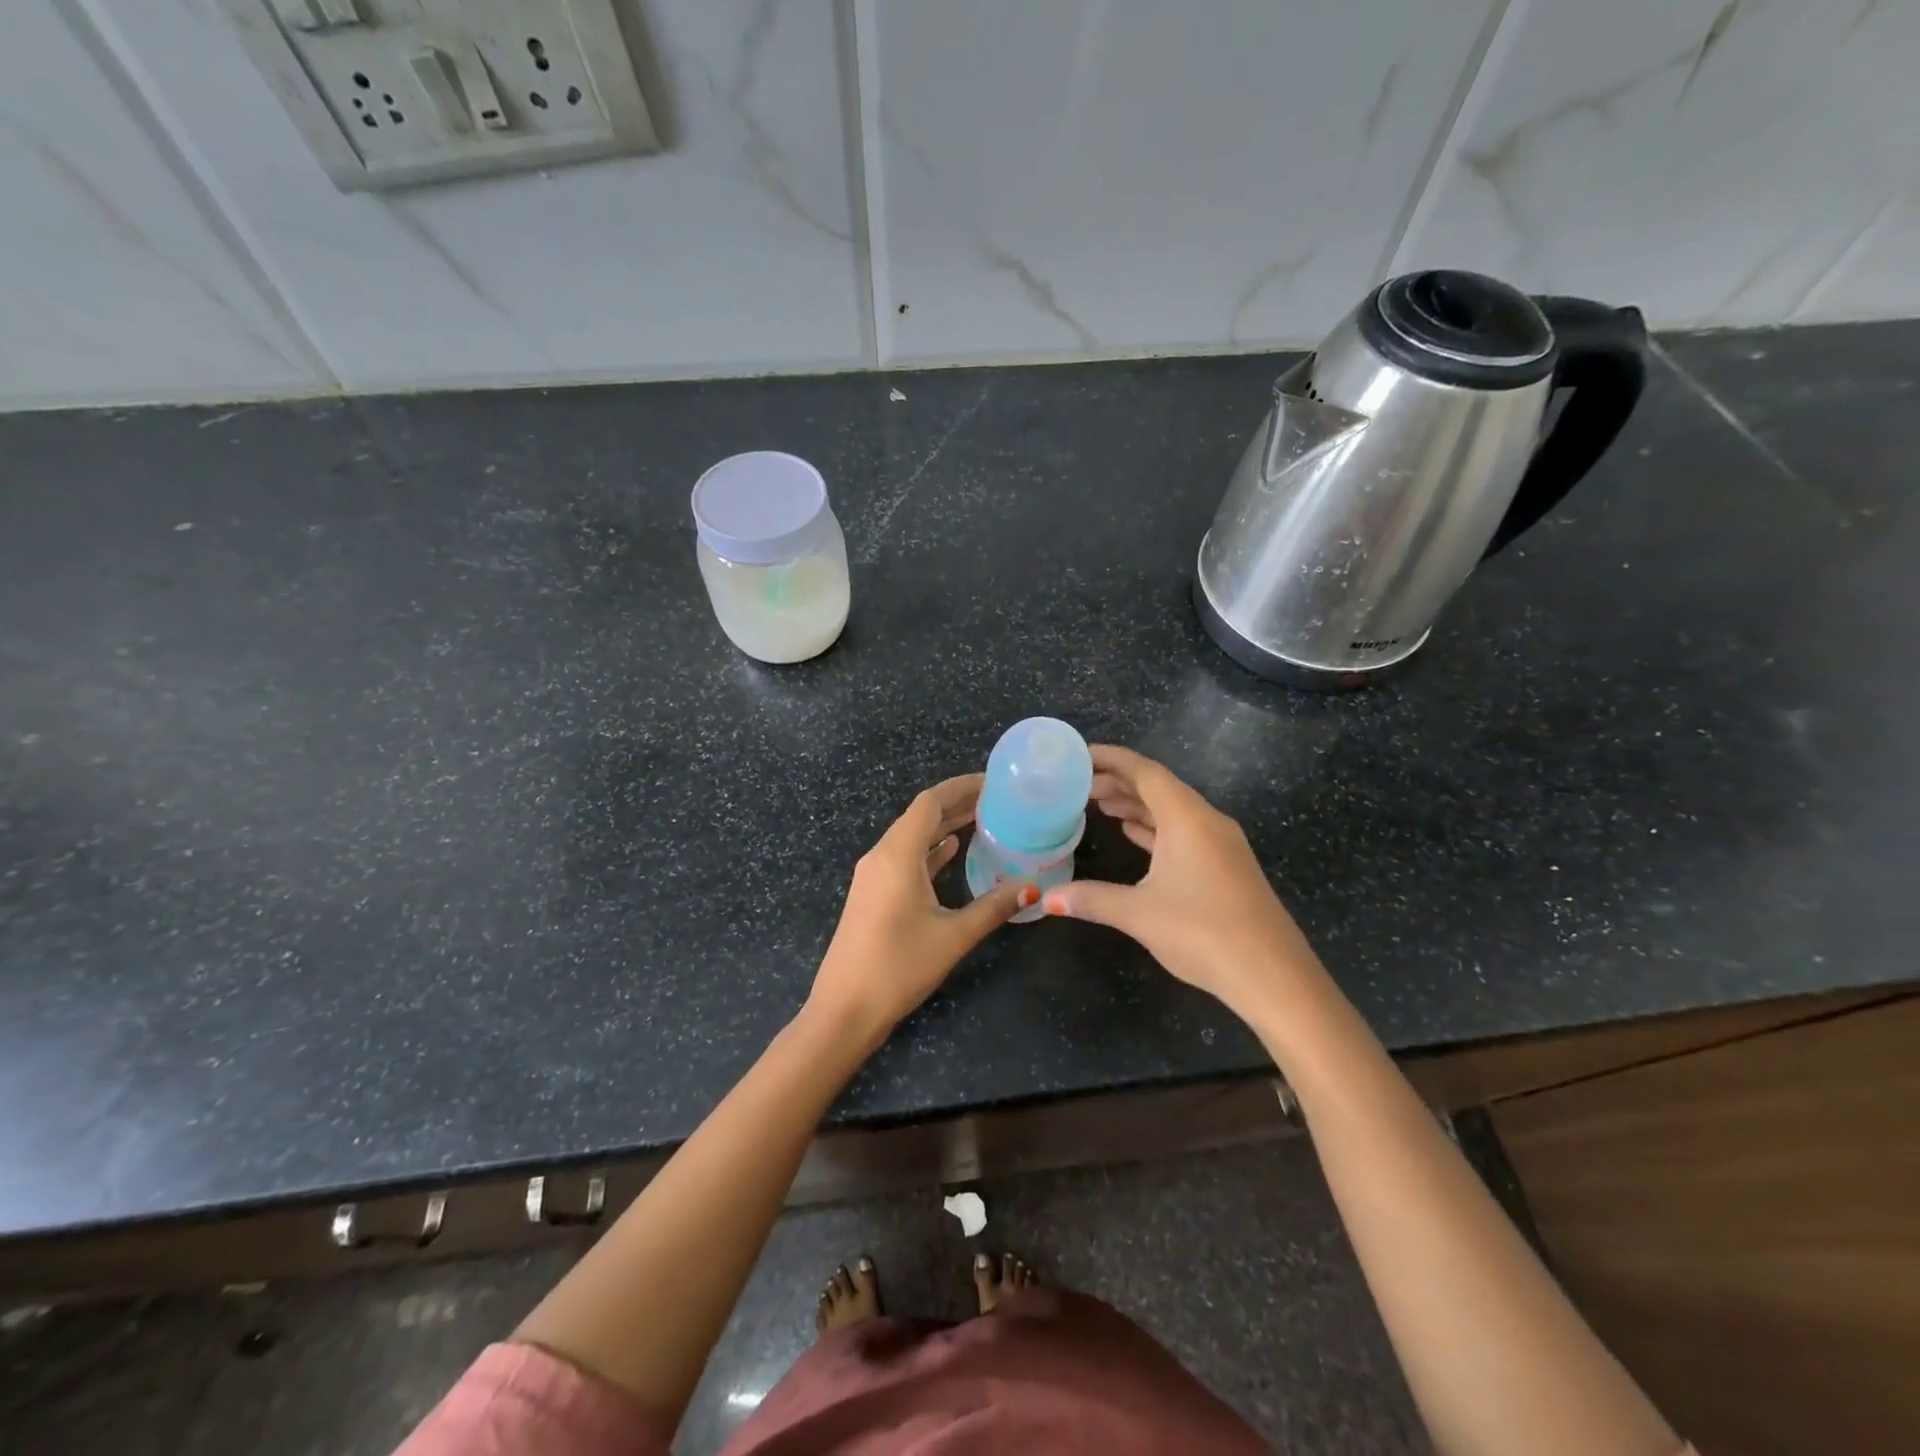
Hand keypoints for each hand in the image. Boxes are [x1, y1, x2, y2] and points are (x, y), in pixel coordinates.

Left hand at [807, 774, 1032, 1045]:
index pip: (930, 803)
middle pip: (920, 815)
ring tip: (981, 819)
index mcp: (897, 855)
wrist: (845, 1009)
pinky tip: (951, 851)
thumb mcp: (953, 936)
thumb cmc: (899, 967)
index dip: (960, 787)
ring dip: (942, 826)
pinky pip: (903, 858)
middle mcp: (881, 856)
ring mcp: (873, 875)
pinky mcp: (872, 893)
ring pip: (911, 837)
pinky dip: (929, 849)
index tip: (992, 782)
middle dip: (955, 803)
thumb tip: (1031, 887)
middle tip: (995, 799)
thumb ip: (993, 907)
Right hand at [1043, 745, 1322, 1017]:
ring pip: (1172, 810)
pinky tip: (1134, 834)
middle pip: (1158, 787)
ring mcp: (1220, 844)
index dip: (1110, 758)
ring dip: (1136, 804)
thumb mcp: (1139, 914)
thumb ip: (1091, 899)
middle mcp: (1206, 821)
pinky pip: (1183, 831)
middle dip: (1118, 781)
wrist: (1273, 976)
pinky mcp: (1225, 866)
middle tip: (1078, 785)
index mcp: (1188, 818)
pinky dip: (1154, 827)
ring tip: (1098, 804)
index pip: (1144, 771)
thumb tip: (1046, 900)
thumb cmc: (1203, 932)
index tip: (1078, 754)